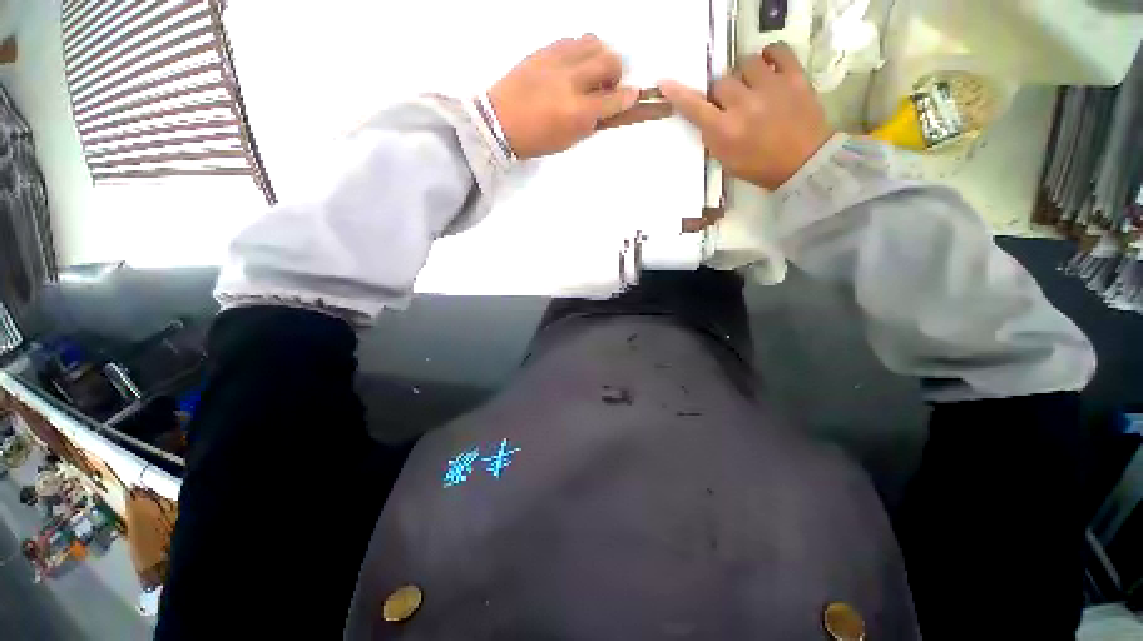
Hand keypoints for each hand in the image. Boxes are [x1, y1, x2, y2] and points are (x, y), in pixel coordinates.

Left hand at [489, 34, 639, 159]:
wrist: (500, 122)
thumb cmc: (536, 140)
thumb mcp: (568, 141)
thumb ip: (590, 122)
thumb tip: (607, 108)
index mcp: (576, 112)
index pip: (612, 99)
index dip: (628, 97)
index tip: (634, 95)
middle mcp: (570, 81)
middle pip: (608, 61)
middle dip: (616, 73)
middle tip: (607, 86)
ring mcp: (557, 61)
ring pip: (593, 42)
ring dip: (599, 56)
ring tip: (590, 72)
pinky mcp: (544, 50)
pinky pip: (572, 40)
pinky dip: (580, 51)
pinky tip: (572, 66)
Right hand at [659, 43, 832, 190]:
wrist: (803, 162)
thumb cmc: (760, 167)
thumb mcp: (726, 160)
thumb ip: (713, 137)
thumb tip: (705, 116)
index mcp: (726, 131)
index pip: (695, 107)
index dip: (679, 94)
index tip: (665, 83)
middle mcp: (744, 105)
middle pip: (721, 83)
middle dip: (722, 93)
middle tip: (732, 104)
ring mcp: (771, 87)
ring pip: (745, 63)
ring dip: (744, 75)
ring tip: (753, 87)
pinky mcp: (794, 77)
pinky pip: (777, 50)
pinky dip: (770, 55)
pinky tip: (768, 67)